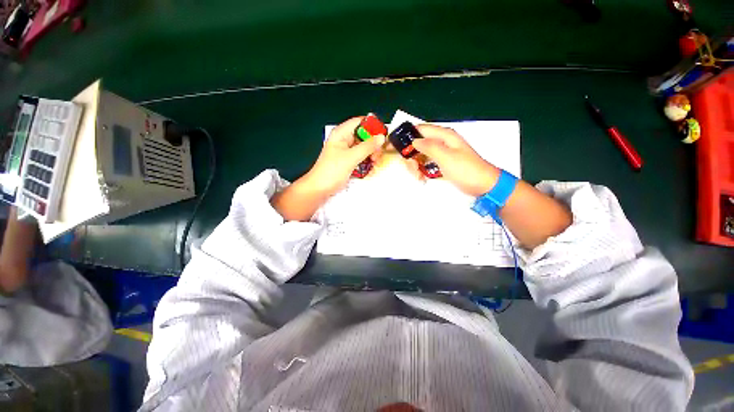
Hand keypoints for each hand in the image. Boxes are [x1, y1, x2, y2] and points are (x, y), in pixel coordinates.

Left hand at [271, 116, 384, 221]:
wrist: (320, 189)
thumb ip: (367, 147)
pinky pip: (362, 158)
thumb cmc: (331, 171)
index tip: (383, 136)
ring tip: (374, 164)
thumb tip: (381, 137)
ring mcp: (347, 151)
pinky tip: (370, 169)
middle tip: (377, 155)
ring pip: (365, 148)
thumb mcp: (351, 157)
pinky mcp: (349, 161)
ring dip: (372, 155)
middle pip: (364, 136)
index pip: (360, 122)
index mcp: (341, 133)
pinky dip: (367, 162)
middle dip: (373, 145)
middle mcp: (344, 140)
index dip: (373, 126)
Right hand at [408, 124, 499, 196]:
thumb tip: (414, 141)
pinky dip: (421, 171)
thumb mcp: (446, 157)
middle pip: (417, 144)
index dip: (406, 136)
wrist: (482, 185)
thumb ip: (429, 147)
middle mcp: (441, 142)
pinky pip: (425, 164)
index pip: (419, 130)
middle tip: (413, 168)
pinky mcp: (440, 164)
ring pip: (419, 155)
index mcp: (444, 136)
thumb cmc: (466, 170)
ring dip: (415, 166)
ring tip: (418, 176)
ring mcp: (440, 153)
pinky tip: (422, 178)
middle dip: (411, 156)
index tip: (394, 147)